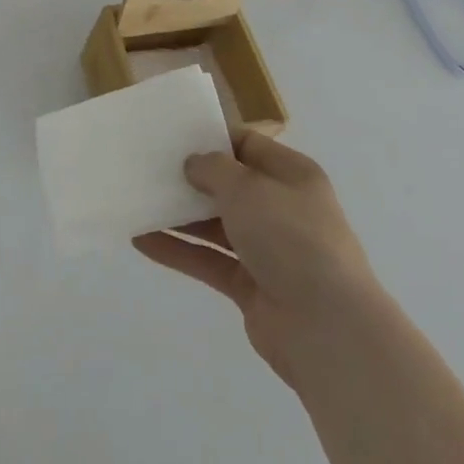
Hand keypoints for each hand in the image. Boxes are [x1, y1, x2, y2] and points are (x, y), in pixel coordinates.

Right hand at [134, 131, 373, 388]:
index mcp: (292, 176)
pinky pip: (208, 260)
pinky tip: (141, 240)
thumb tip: (193, 164)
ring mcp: (268, 250)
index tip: (173, 136)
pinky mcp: (251, 286)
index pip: (248, 145)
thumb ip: (213, 169)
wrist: (327, 328)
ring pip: (215, 224)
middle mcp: (282, 209)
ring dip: (178, 215)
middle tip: (148, 167)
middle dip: (190, 178)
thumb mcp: (247, 187)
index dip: (212, 138)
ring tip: (137, 201)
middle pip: (230, 186)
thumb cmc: (290, 237)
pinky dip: (178, 250)